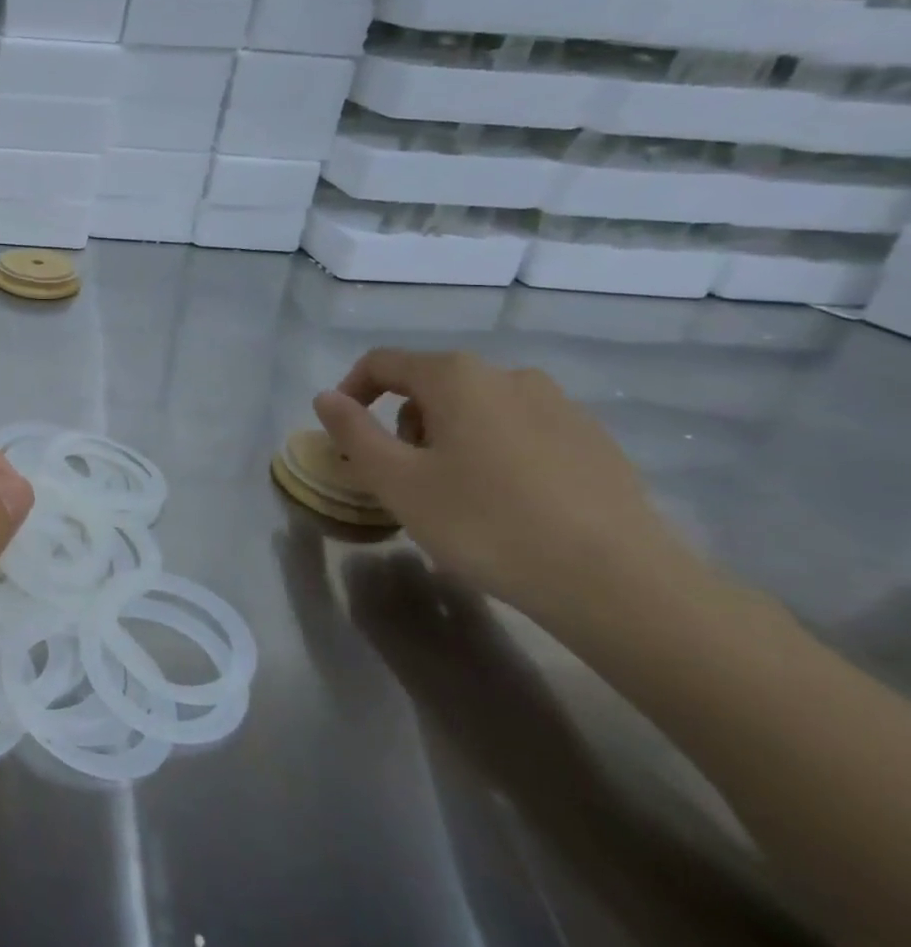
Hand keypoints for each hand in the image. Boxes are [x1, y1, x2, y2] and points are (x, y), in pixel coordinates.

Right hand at [313, 349, 696, 624]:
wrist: (619, 583)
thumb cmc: (486, 523)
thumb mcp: (397, 481)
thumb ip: (353, 432)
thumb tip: (327, 398)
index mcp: (457, 376)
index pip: (383, 363)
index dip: (351, 391)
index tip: (343, 435)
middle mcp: (509, 375)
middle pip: (431, 386)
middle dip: (404, 425)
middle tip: (401, 479)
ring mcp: (560, 406)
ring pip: (478, 410)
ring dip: (448, 441)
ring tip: (453, 497)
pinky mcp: (595, 442)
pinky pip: (521, 433)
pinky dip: (495, 455)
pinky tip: (506, 506)